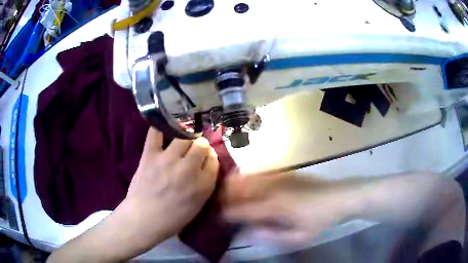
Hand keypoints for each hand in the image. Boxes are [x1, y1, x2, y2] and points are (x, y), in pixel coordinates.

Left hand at [120, 127, 219, 249]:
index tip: (205, 159)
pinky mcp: (150, 155)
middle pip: (202, 145)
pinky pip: (156, 133)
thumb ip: (206, 184)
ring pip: (185, 136)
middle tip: (193, 150)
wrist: (144, 219)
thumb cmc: (173, 218)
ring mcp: (168, 160)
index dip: (210, 157)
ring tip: (182, 140)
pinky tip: (164, 128)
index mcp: (203, 184)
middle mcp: (188, 169)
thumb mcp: (198, 205)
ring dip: (186, 136)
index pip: (214, 159)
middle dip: (200, 146)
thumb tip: (206, 163)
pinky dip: (160, 127)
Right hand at [220, 172, 361, 244]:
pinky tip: (242, 183)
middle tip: (216, 204)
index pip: (241, 209)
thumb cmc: (319, 221)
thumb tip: (248, 232)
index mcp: (275, 206)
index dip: (226, 214)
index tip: (216, 218)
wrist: (339, 197)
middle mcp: (273, 188)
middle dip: (224, 196)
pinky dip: (246, 178)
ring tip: (223, 193)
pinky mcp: (285, 173)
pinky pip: (259, 174)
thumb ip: (271, 236)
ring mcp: (279, 178)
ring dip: (232, 185)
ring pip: (247, 178)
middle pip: (240, 189)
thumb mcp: (298, 237)